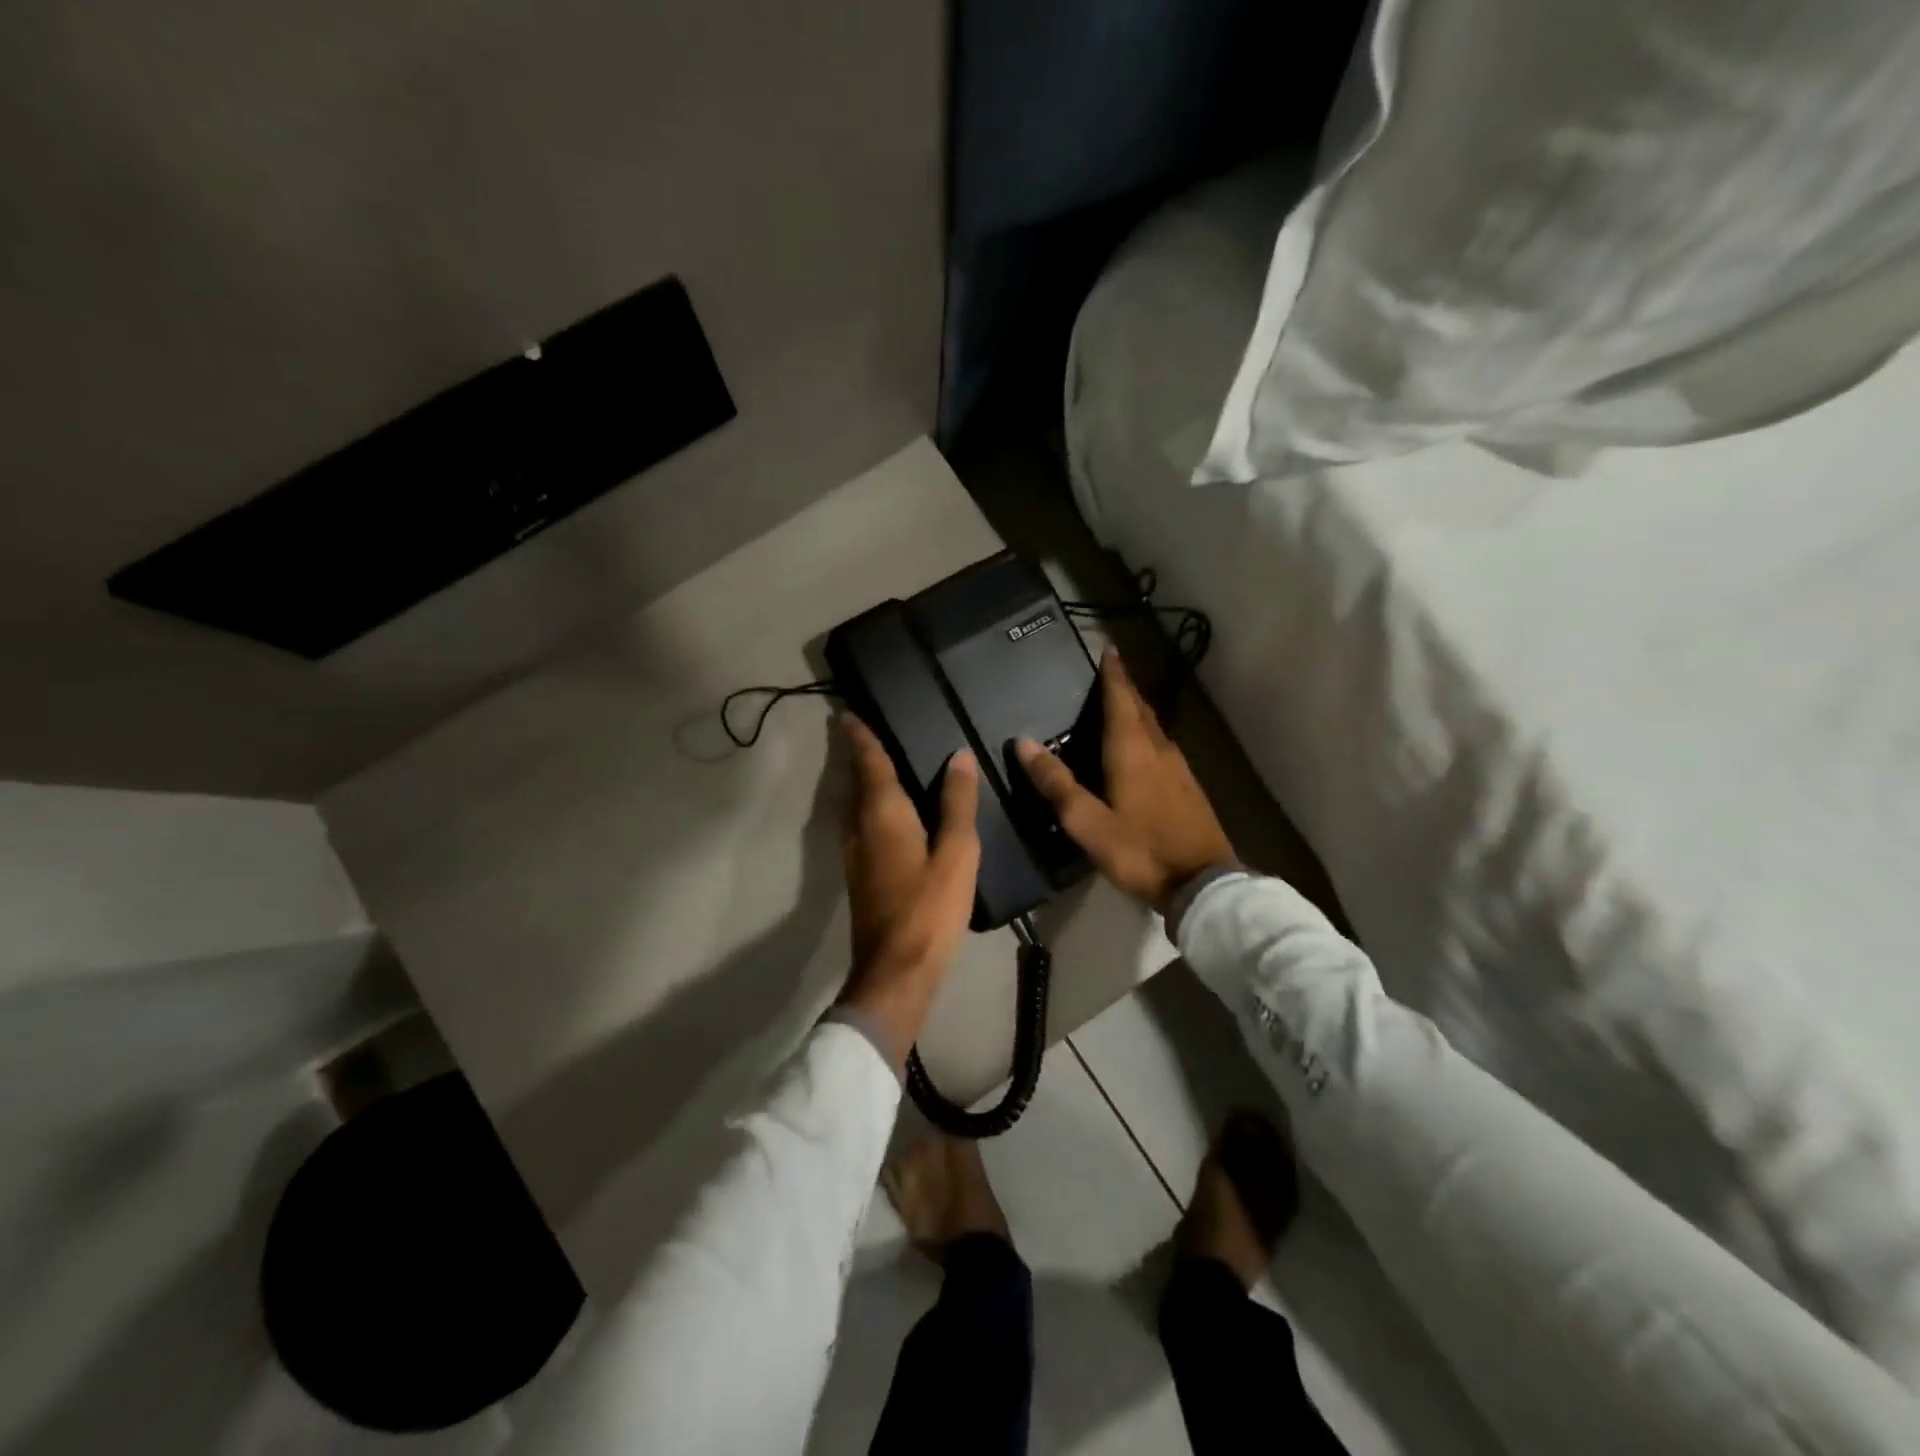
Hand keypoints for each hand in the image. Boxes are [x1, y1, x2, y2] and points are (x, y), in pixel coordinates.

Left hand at [837, 714, 980, 1068]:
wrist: (896, 970)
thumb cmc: (930, 908)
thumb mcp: (957, 853)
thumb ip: (957, 803)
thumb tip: (958, 756)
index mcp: (883, 815)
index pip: (870, 764)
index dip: (861, 738)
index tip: (847, 714)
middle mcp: (860, 827)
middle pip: (856, 782)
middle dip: (858, 756)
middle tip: (863, 732)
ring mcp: (855, 853)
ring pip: (853, 805)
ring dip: (860, 782)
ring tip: (875, 765)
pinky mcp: (859, 875)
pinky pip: (859, 825)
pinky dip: (867, 807)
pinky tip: (886, 814)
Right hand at [1016, 649, 1232, 914]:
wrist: (1203, 884)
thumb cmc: (1140, 851)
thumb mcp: (1087, 822)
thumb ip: (1056, 783)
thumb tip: (1023, 742)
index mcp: (1132, 752)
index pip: (1121, 700)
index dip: (1113, 675)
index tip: (1108, 649)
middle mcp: (1159, 750)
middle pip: (1141, 710)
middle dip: (1125, 689)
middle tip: (1109, 674)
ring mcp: (1179, 769)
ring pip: (1155, 729)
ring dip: (1137, 712)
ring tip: (1119, 706)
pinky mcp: (1189, 788)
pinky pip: (1162, 748)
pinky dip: (1147, 736)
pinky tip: (1141, 750)